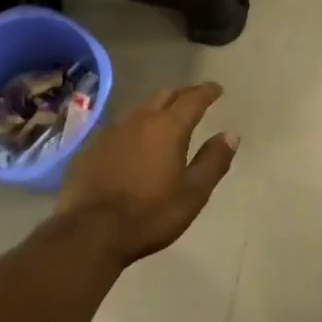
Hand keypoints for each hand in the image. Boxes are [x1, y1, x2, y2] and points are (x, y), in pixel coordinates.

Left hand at [57, 83, 235, 263]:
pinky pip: (119, 126)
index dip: (207, 91)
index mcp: (168, 127)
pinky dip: (134, 127)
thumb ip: (213, 161)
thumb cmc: (149, 214)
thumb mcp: (192, 193)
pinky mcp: (91, 146)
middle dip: (182, 94)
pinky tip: (134, 142)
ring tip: (165, 118)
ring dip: (156, 108)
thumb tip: (231, 134)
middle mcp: (139, 119)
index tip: (217, 89)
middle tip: (194, 99)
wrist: (90, 232)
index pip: (192, 98)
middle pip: (164, 95)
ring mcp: (112, 131)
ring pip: (140, 108)